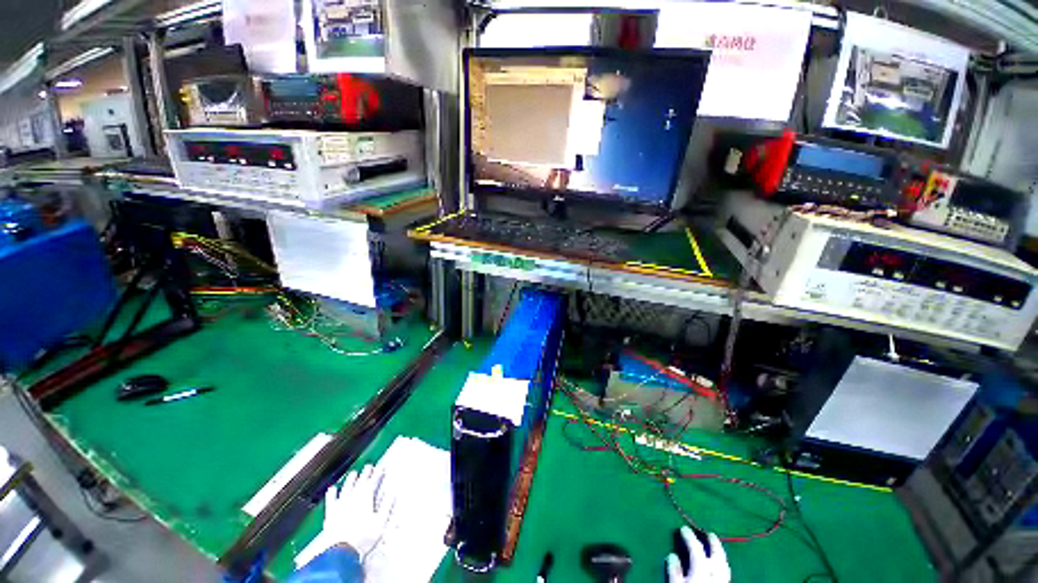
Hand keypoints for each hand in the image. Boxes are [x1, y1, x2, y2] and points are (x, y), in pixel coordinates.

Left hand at [322, 465, 395, 557]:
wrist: (340, 551)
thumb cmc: (363, 537)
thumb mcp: (380, 522)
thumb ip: (387, 505)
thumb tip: (392, 492)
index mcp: (366, 497)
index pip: (373, 481)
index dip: (378, 473)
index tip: (381, 467)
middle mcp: (353, 496)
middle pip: (360, 481)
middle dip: (366, 472)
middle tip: (369, 466)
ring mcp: (340, 503)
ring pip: (346, 486)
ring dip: (351, 478)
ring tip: (354, 473)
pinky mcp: (330, 512)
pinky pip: (331, 498)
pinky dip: (332, 492)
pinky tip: (333, 488)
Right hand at [666, 526, 729, 582]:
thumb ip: (675, 572)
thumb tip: (673, 556)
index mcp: (702, 571)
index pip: (697, 549)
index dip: (690, 537)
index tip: (684, 529)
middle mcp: (715, 576)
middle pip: (718, 556)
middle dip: (714, 543)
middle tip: (709, 534)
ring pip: (725, 566)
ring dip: (721, 554)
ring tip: (716, 548)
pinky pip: (726, 574)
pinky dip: (722, 566)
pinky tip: (719, 567)